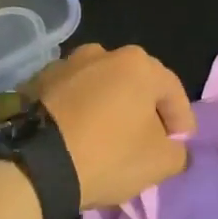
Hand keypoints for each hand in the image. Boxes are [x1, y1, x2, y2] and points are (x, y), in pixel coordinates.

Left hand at [32, 44, 194, 209]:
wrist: (36, 164)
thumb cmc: (108, 155)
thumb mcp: (160, 163)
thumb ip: (178, 152)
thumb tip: (174, 148)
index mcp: (138, 65)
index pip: (172, 91)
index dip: (182, 120)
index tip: (179, 145)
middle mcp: (102, 53)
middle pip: (135, 84)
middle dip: (144, 110)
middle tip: (146, 140)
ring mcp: (65, 65)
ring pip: (99, 87)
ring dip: (107, 107)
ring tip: (106, 137)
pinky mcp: (36, 83)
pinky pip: (69, 97)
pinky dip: (77, 112)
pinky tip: (76, 136)